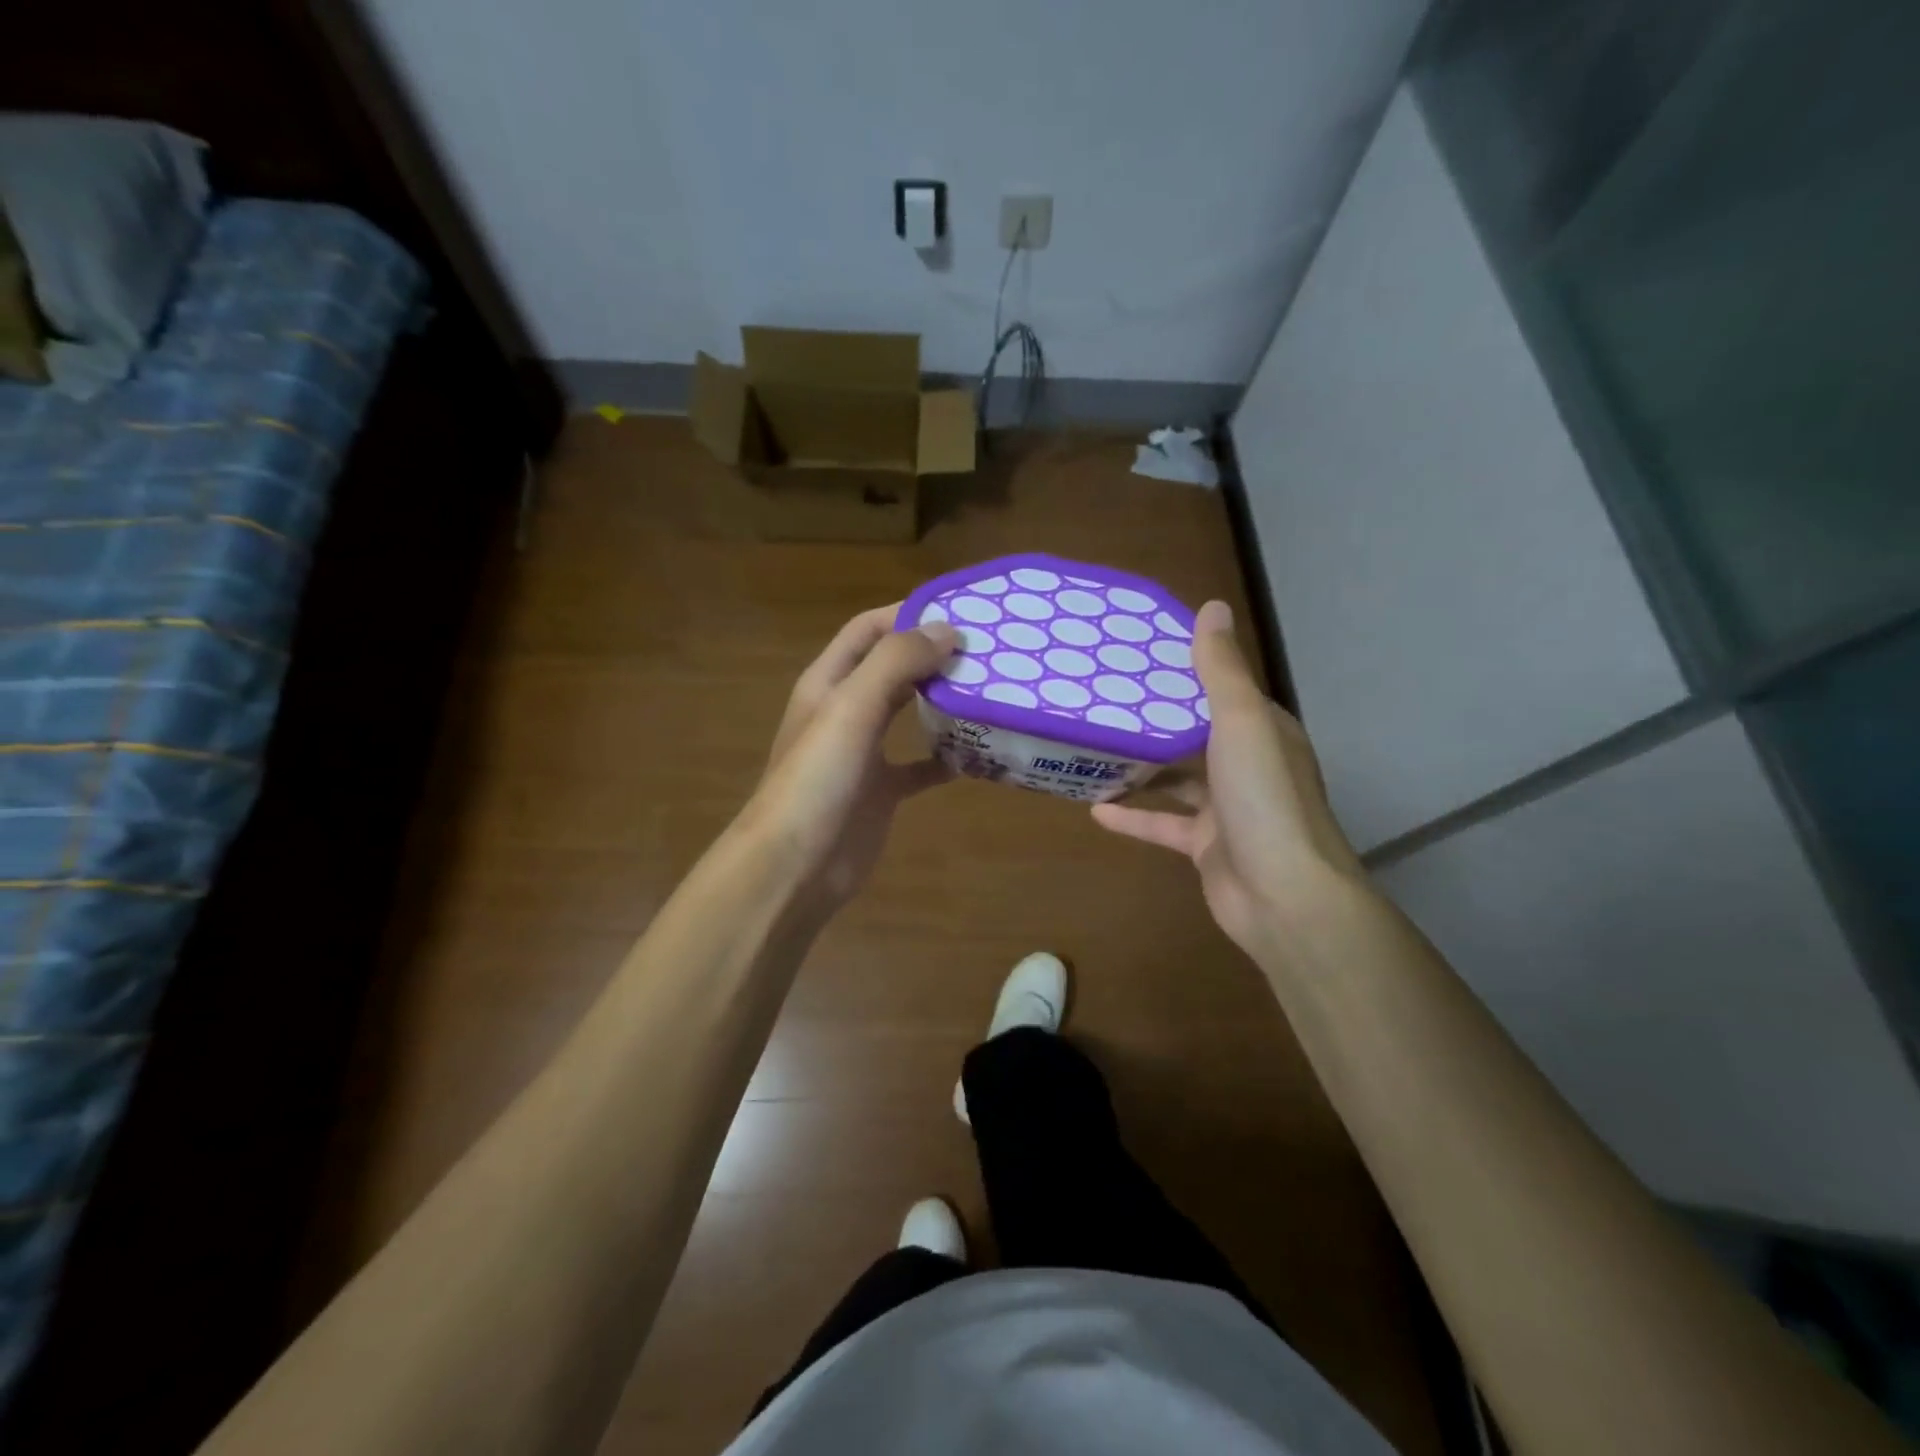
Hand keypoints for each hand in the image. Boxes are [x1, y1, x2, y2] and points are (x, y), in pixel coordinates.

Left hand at [743, 604, 959, 912]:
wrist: (795, 866)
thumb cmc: (818, 779)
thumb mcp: (852, 708)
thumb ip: (896, 662)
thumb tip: (948, 630)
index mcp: (829, 682)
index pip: (869, 630)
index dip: (908, 613)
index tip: (961, 610)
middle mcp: (845, 711)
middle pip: (893, 668)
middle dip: (933, 655)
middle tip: (988, 650)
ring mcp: (863, 753)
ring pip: (909, 714)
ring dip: (943, 702)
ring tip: (990, 690)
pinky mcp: (881, 792)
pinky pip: (919, 766)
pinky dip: (946, 758)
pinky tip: (979, 755)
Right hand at [1091, 601, 1366, 966]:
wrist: (1283, 895)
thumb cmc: (1263, 798)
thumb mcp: (1241, 722)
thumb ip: (1222, 670)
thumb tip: (1213, 606)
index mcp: (1262, 730)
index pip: (1222, 689)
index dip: (1185, 671)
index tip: (1139, 655)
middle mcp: (1248, 765)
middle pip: (1195, 734)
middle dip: (1155, 719)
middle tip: (1104, 698)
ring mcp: (1227, 809)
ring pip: (1177, 780)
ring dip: (1141, 768)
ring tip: (1095, 748)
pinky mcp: (1206, 845)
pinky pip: (1164, 824)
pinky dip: (1134, 815)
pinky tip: (1094, 809)